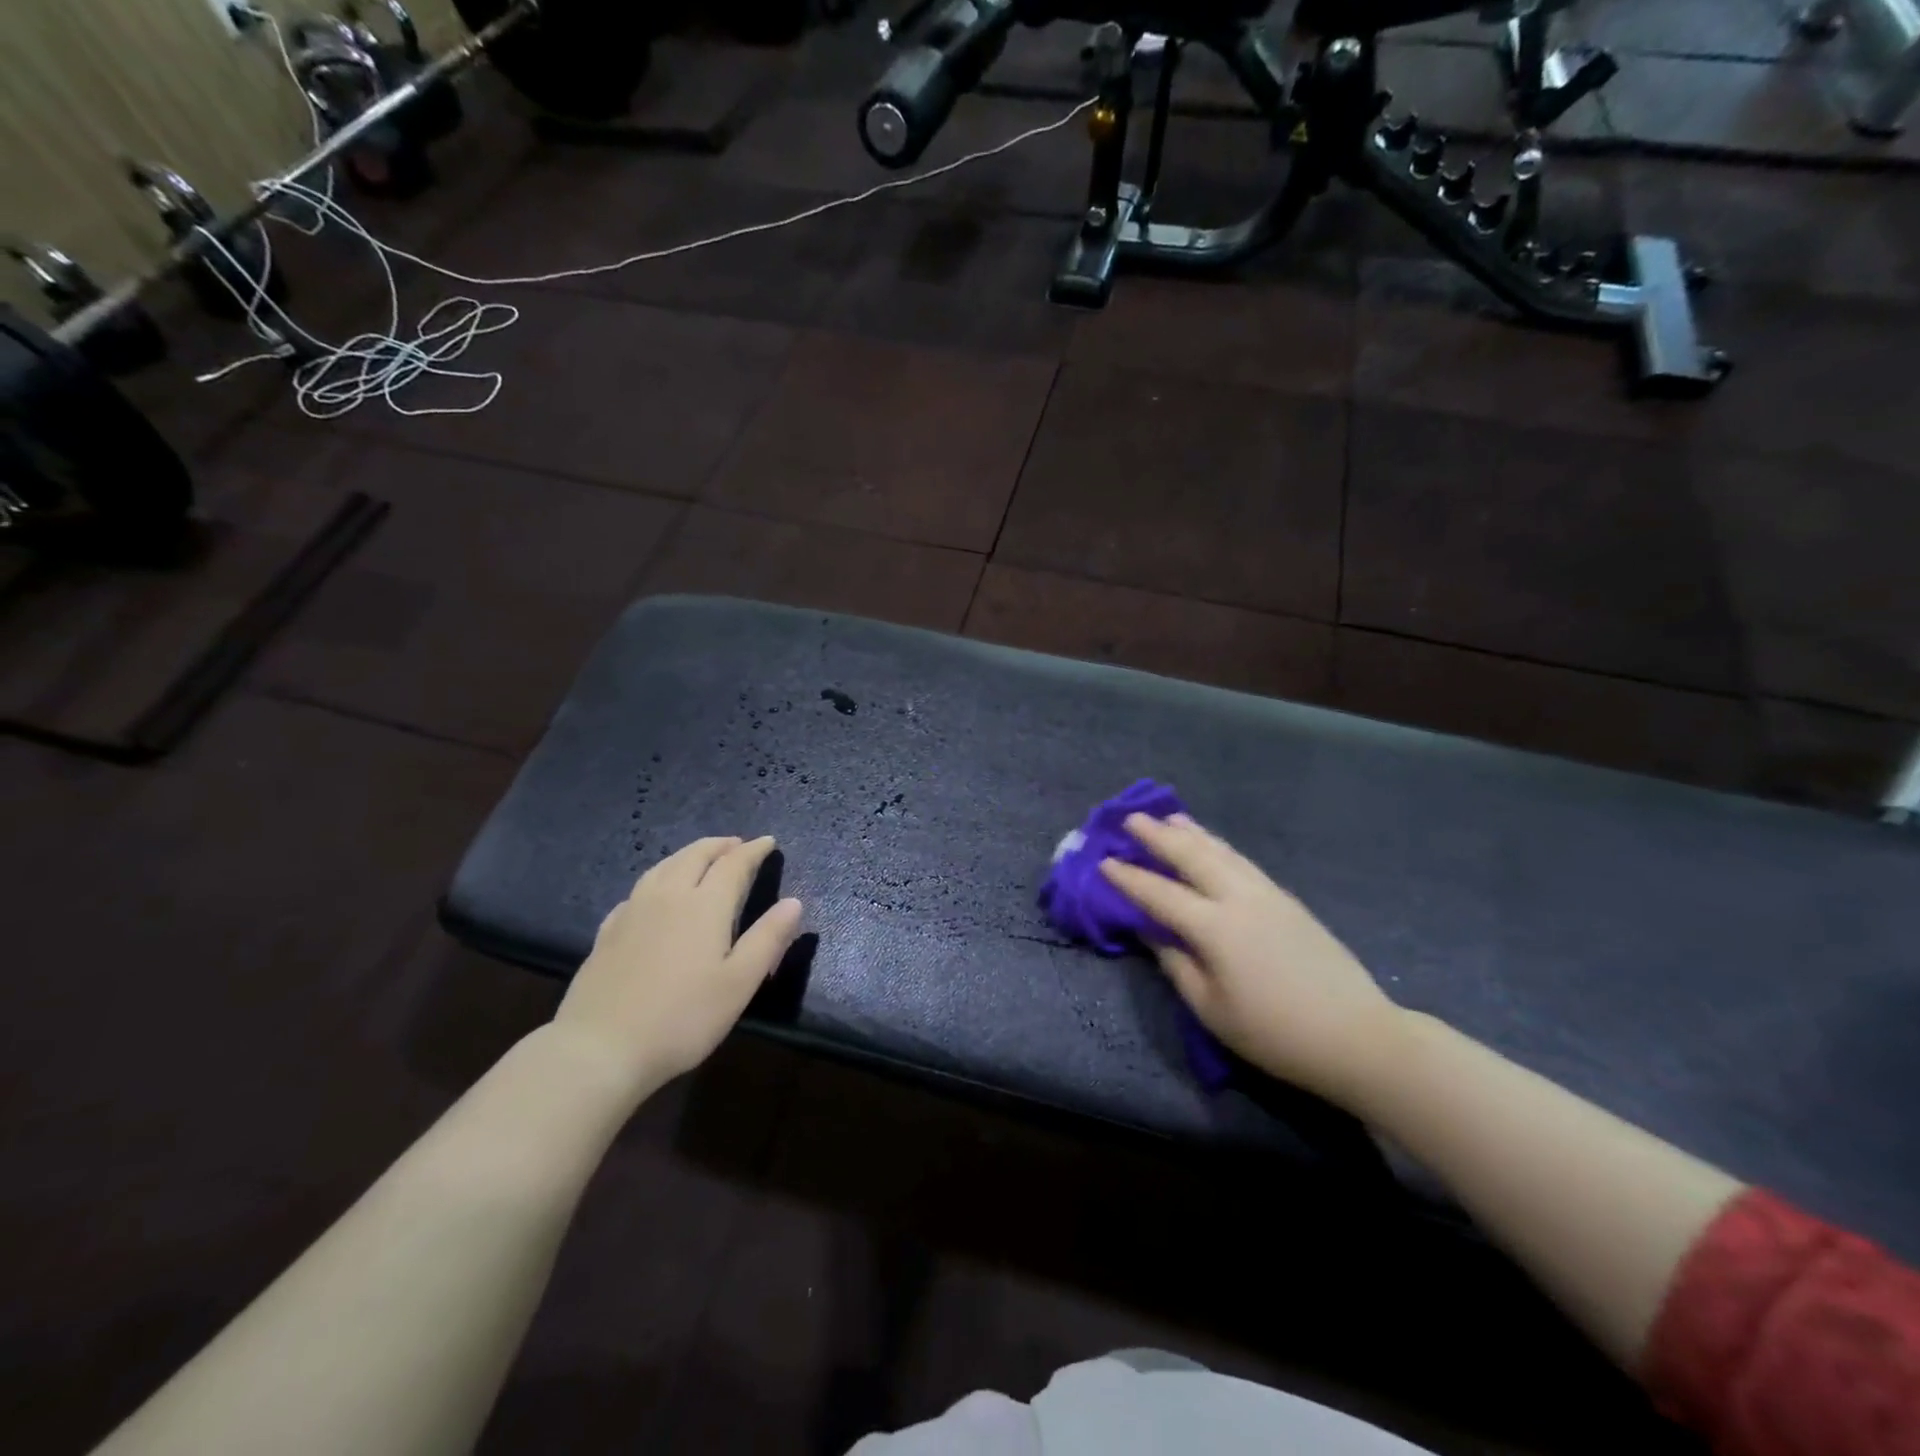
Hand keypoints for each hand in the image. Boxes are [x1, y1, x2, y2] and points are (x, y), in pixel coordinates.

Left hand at [552, 836, 802, 1093]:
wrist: (600, 1049)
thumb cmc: (682, 1018)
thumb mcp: (739, 984)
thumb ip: (768, 939)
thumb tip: (793, 902)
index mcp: (705, 905)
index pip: (733, 864)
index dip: (753, 850)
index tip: (768, 841)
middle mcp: (668, 897)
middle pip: (695, 856)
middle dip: (720, 845)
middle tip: (737, 844)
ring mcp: (632, 911)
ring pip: (663, 866)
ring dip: (688, 854)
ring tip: (701, 857)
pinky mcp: (608, 932)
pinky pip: (638, 890)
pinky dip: (658, 878)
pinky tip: (655, 894)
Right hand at [1100, 814, 1404, 1108]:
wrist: (1357, 1035)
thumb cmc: (1274, 1033)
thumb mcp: (1211, 1009)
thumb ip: (1176, 963)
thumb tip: (1151, 930)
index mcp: (1215, 927)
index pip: (1159, 894)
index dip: (1128, 878)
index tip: (1102, 862)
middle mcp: (1239, 898)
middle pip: (1191, 856)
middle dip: (1157, 836)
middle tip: (1130, 818)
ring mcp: (1267, 893)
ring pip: (1221, 851)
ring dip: (1190, 832)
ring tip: (1168, 818)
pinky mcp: (1287, 899)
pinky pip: (1241, 860)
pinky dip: (1218, 845)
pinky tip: (1211, 844)